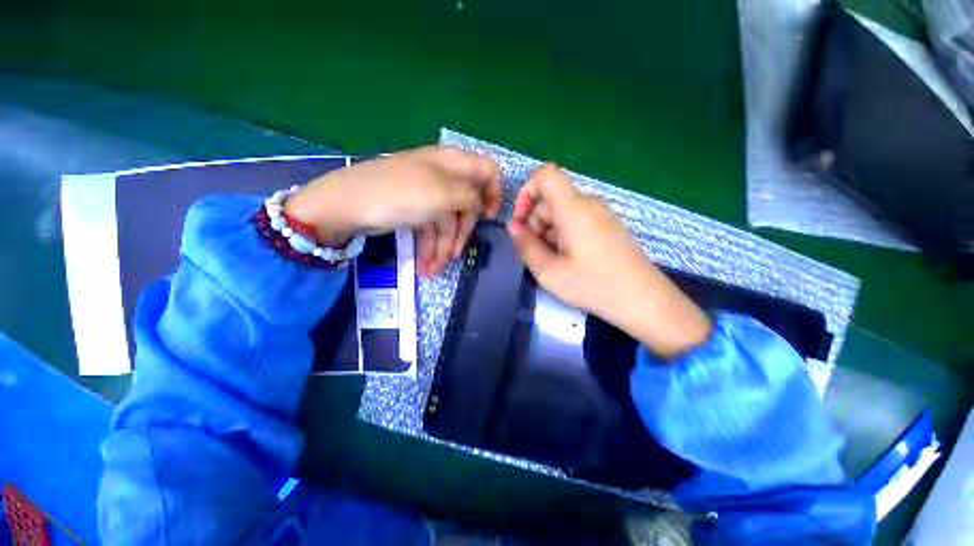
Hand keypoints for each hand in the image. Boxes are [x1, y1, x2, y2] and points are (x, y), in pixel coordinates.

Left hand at [285, 146, 502, 276]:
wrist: (347, 205)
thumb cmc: (400, 194)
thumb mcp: (443, 194)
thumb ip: (471, 198)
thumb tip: (478, 207)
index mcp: (453, 163)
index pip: (487, 171)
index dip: (494, 194)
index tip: (490, 218)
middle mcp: (443, 176)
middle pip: (467, 206)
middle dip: (462, 234)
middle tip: (455, 255)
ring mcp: (428, 194)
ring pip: (448, 223)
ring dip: (444, 248)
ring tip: (434, 269)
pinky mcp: (415, 210)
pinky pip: (432, 229)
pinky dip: (431, 247)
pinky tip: (427, 265)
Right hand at [508, 163, 711, 357]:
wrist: (643, 300)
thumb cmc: (593, 285)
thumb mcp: (549, 271)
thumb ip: (525, 245)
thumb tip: (513, 227)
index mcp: (574, 208)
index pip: (546, 175)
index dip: (527, 191)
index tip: (520, 221)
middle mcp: (589, 204)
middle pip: (551, 200)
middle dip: (535, 223)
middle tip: (534, 254)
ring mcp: (602, 215)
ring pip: (563, 213)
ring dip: (548, 232)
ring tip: (552, 262)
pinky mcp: (608, 227)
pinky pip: (577, 221)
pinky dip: (564, 236)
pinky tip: (568, 261)